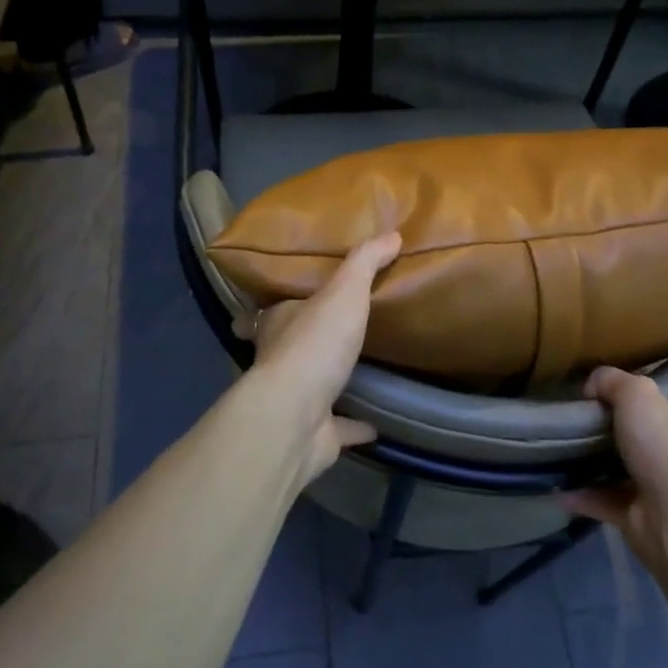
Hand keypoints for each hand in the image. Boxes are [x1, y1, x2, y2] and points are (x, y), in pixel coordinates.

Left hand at [236, 234, 401, 482]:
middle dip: (309, 340)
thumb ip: (365, 263)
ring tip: (363, 370)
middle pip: (292, 346)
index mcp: (279, 323)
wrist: (296, 417)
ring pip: (314, 387)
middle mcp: (281, 360)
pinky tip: (378, 422)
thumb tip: (392, 234)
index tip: (298, 297)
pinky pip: (339, 427)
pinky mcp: (315, 433)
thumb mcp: (344, 292)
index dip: (283, 303)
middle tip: (338, 332)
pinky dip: (356, 425)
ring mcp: (296, 400)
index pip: (275, 309)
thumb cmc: (314, 345)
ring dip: (333, 381)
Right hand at [562, 368, 667, 578]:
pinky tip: (557, 485)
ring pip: (634, 468)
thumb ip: (612, 381)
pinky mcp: (642, 515)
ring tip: (572, 441)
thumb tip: (593, 387)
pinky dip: (583, 495)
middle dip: (641, 423)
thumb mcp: (638, 393)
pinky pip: (607, 500)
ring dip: (605, 460)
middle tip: (604, 405)